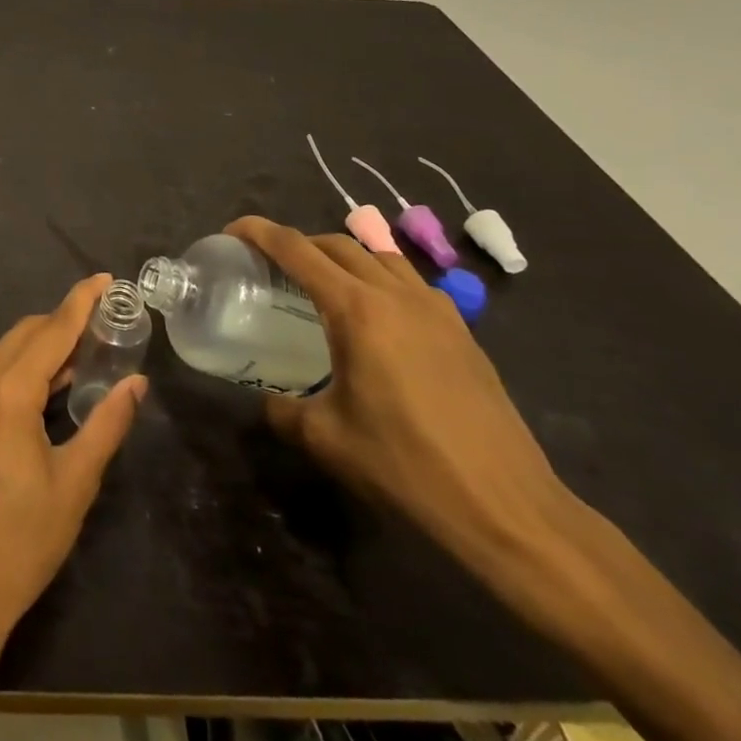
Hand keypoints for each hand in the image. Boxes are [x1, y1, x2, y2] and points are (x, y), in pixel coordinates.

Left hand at [0, 276, 147, 740]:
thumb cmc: (22, 541)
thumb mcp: (75, 482)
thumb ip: (107, 424)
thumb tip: (136, 383)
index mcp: (8, 392)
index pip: (52, 330)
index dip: (81, 301)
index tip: (105, 279)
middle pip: (29, 333)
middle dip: (66, 320)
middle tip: (108, 321)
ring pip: (11, 351)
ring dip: (48, 344)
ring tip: (91, 348)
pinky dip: (29, 366)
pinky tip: (58, 381)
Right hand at [226, 217, 572, 571]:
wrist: (508, 509)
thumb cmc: (407, 467)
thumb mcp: (326, 439)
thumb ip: (284, 410)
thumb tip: (270, 401)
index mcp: (357, 309)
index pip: (297, 249)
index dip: (259, 232)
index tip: (233, 232)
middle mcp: (396, 294)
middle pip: (338, 244)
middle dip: (299, 243)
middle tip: (271, 264)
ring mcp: (436, 309)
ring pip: (379, 256)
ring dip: (342, 256)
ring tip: (321, 282)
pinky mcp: (462, 332)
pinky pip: (410, 282)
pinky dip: (380, 279)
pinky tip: (375, 317)